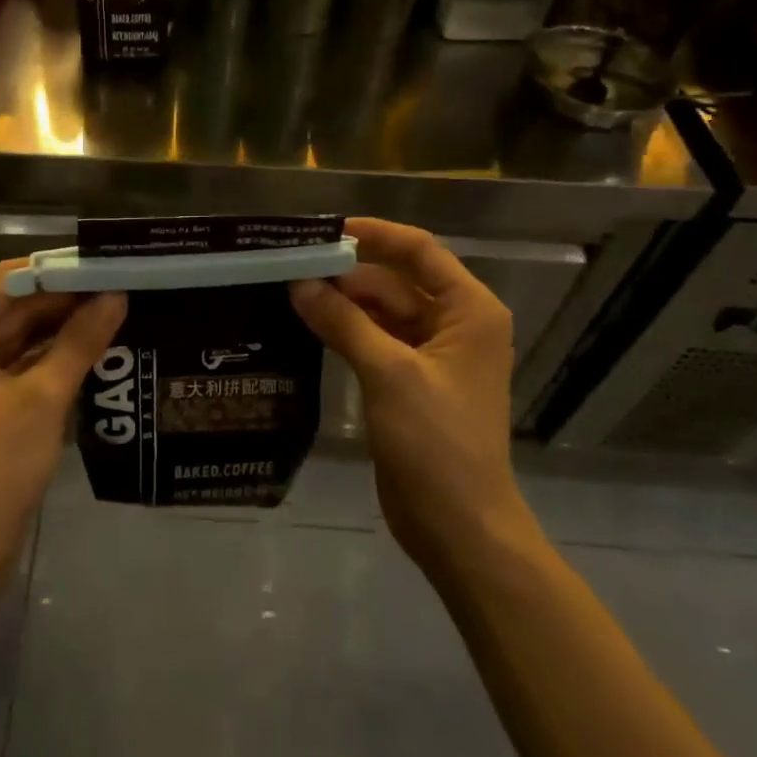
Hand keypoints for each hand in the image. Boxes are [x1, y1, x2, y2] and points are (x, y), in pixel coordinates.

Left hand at [0, 260, 126, 577]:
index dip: (59, 270)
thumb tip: (117, 296)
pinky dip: (49, 354)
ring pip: (17, 334)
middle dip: (65, 298)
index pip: (9, 278)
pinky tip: (91, 346)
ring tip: (115, 309)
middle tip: (120, 286)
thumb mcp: (44, 397)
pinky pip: (16, 362)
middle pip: (13, 305)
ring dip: (61, 326)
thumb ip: (80, 340)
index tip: (105, 263)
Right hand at [291, 218, 524, 570]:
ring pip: (380, 312)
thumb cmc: (436, 442)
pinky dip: (345, 332)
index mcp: (468, 311)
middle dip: (346, 274)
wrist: (458, 526)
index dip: (374, 235)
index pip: (419, 251)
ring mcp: (431, 356)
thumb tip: (299, 283)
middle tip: (289, 266)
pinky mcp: (409, 382)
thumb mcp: (388, 373)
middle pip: (394, 282)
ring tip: (288, 292)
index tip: (323, 230)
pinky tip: (305, 326)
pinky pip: (374, 341)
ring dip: (341, 304)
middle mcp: (454, 324)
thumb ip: (343, 322)